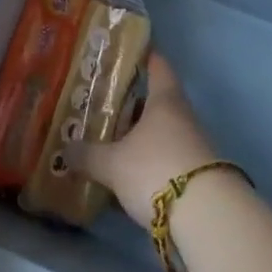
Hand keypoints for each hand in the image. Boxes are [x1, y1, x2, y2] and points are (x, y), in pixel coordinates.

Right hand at [74, 54, 219, 219]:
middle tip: (102, 108)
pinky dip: (148, 163)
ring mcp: (193, 145)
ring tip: (109, 145)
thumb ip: (88, 155)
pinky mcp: (196, 174)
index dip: (142, 57)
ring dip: (139, 137)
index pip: (157, 65)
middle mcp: (182, 115)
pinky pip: (166, 159)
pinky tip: (127, 177)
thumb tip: (65, 149)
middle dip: (131, 106)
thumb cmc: (156, 169)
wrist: (206, 217)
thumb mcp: (114, 164)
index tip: (125, 54)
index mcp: (165, 99)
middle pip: (156, 102)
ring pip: (160, 132)